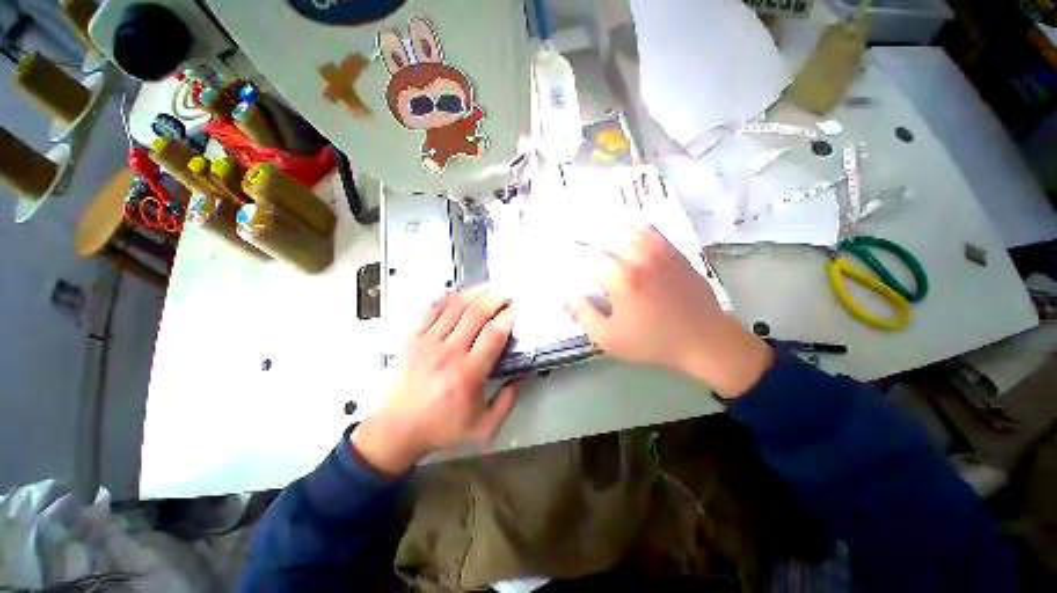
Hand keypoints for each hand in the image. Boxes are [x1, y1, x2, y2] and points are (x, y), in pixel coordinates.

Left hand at [351, 289, 518, 474]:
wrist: (396, 430)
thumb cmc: (441, 428)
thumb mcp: (483, 426)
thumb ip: (508, 401)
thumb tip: (523, 376)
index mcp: (468, 373)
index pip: (493, 334)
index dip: (507, 318)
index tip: (514, 312)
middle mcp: (449, 352)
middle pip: (476, 313)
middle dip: (495, 299)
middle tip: (505, 295)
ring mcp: (428, 342)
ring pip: (455, 306)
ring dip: (475, 293)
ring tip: (487, 289)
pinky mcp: (413, 338)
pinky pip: (432, 309)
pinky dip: (448, 298)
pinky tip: (459, 294)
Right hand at [566, 225, 772, 397]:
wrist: (704, 339)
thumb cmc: (652, 342)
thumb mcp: (609, 338)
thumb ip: (583, 315)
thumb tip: (565, 295)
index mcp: (620, 278)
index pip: (585, 259)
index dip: (570, 259)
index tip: (563, 262)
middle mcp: (637, 257)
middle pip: (602, 237)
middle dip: (583, 239)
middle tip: (573, 243)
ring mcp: (658, 251)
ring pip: (624, 229)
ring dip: (606, 231)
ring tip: (595, 235)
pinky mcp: (673, 251)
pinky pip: (648, 230)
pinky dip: (632, 229)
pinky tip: (625, 235)